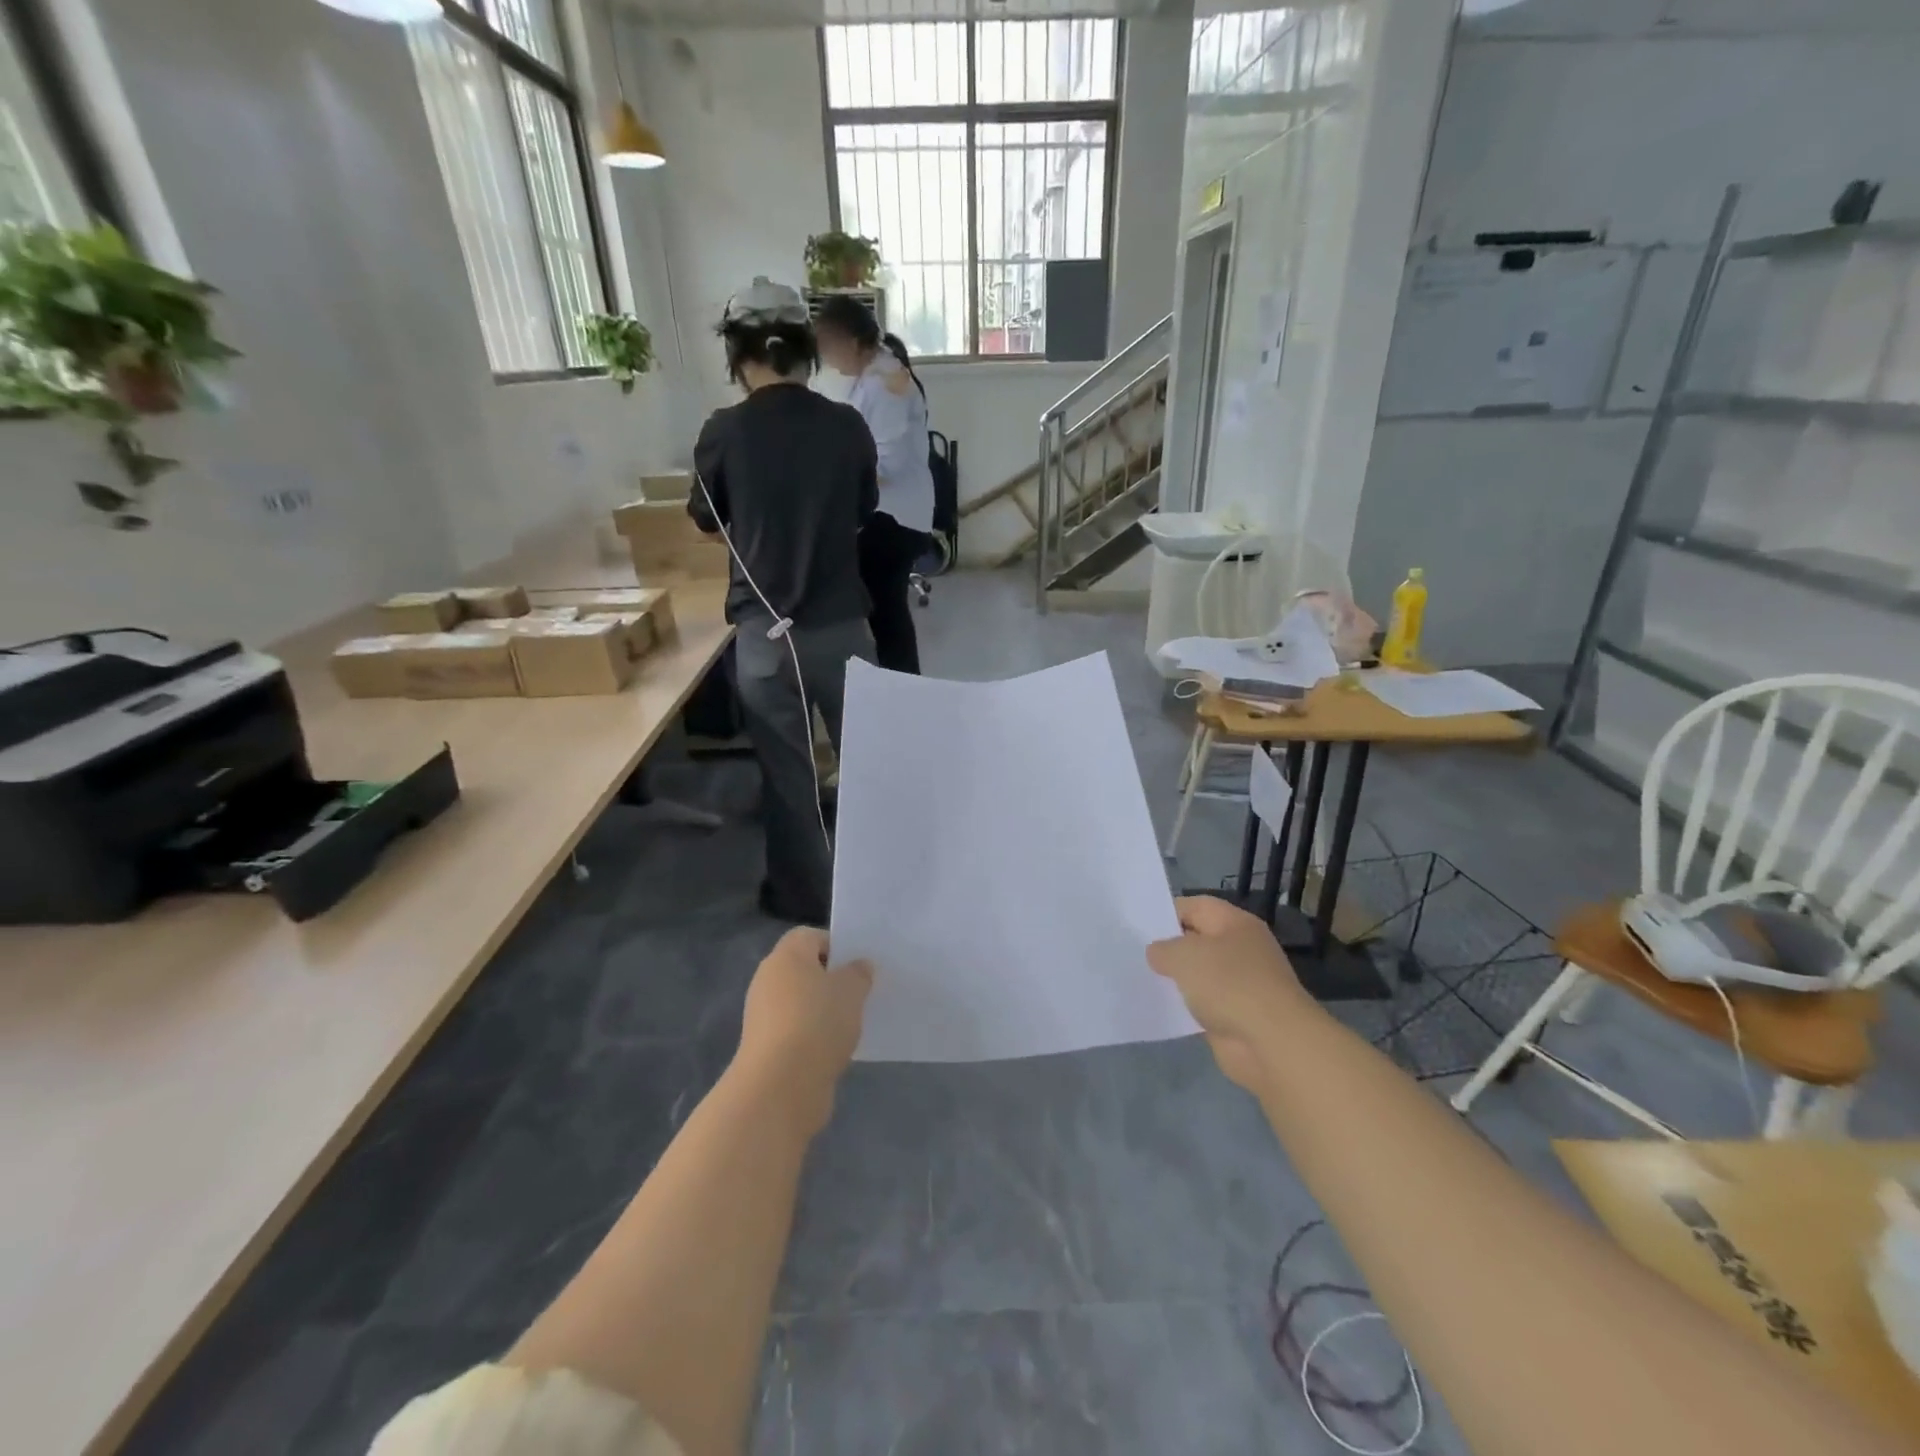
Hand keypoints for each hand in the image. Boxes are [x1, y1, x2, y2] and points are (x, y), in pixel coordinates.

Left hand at [735, 928, 873, 1136]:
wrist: (781, 1087)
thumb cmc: (818, 1023)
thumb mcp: (852, 991)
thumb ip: (858, 973)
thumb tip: (858, 966)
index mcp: (786, 956)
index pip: (810, 936)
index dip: (835, 945)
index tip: (858, 965)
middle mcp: (769, 980)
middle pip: (804, 969)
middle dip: (831, 979)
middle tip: (860, 992)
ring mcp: (763, 1015)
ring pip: (800, 1001)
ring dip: (823, 1010)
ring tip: (852, 1023)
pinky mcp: (765, 1047)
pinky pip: (796, 1029)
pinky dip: (813, 1035)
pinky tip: (834, 1048)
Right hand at [1148, 897, 1312, 1095]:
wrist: (1271, 1043)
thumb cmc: (1228, 984)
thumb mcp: (1183, 955)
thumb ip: (1163, 949)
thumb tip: (1158, 953)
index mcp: (1235, 923)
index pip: (1195, 906)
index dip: (1166, 912)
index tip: (1138, 927)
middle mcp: (1242, 949)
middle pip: (1198, 940)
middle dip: (1169, 947)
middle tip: (1135, 953)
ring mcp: (1242, 984)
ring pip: (1200, 974)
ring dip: (1177, 979)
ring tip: (1142, 979)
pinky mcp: (1237, 1015)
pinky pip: (1205, 1003)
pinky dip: (1187, 1005)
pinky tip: (1163, 1008)